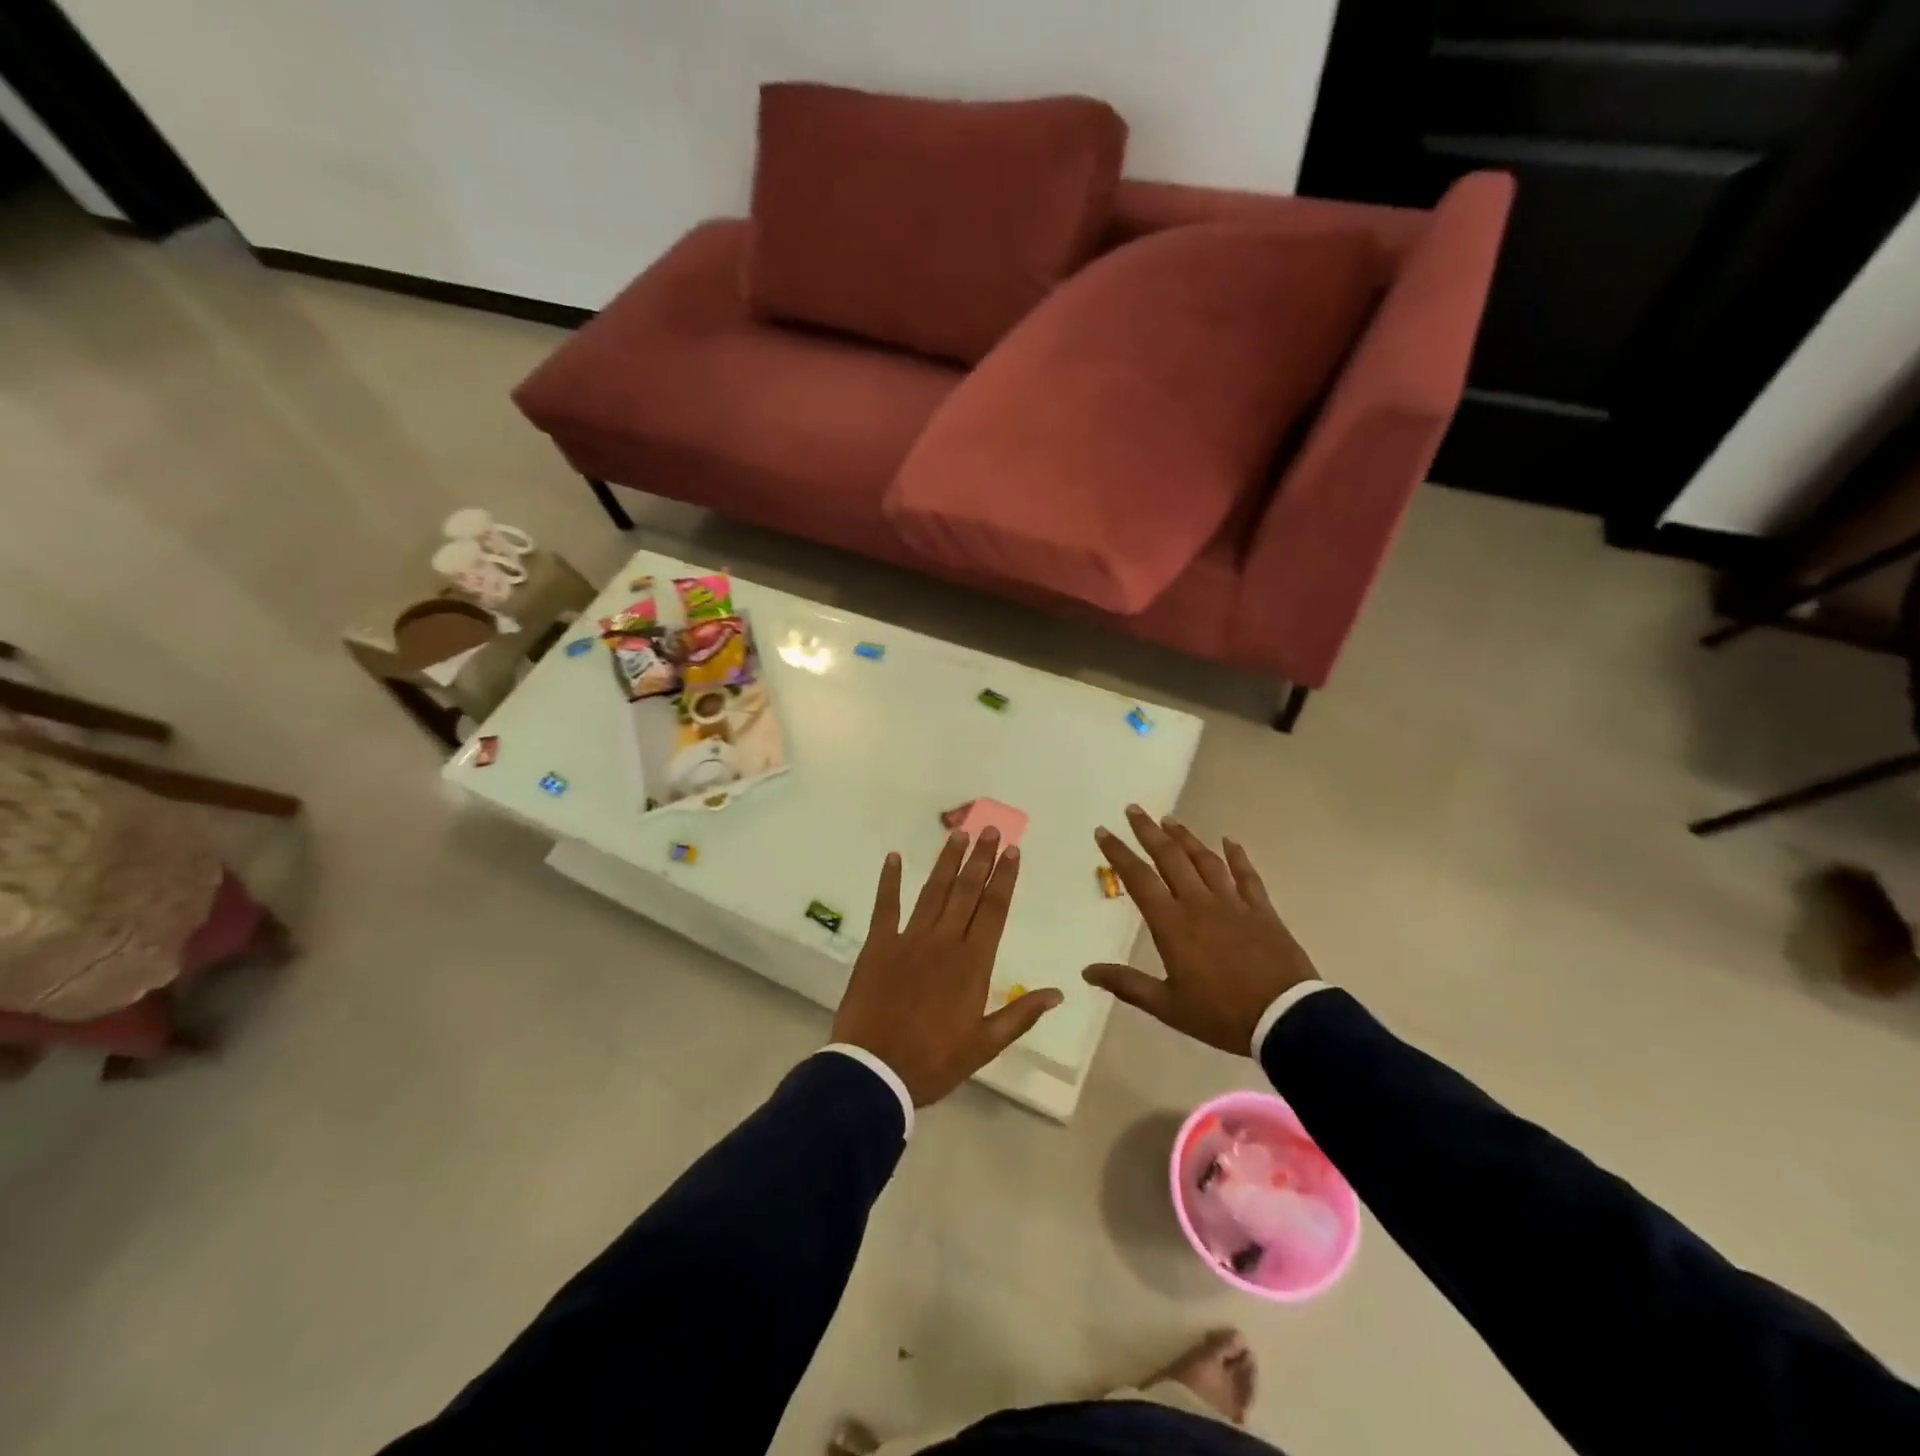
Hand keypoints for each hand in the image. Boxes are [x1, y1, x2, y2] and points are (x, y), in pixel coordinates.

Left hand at [833, 829, 1062, 1106]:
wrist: (875, 1072)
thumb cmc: (934, 1061)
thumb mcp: (985, 1045)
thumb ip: (1021, 1014)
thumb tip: (1059, 992)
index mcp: (972, 963)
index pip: (994, 909)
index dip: (1004, 878)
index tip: (1012, 851)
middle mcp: (944, 941)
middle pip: (966, 891)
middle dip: (980, 858)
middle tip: (989, 828)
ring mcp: (909, 939)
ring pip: (933, 891)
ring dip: (946, 862)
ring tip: (958, 834)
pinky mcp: (878, 945)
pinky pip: (885, 906)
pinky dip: (889, 881)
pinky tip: (894, 857)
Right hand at [1083, 806, 1317, 1054]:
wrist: (1285, 1018)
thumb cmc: (1220, 1014)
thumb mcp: (1167, 1006)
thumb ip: (1127, 984)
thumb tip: (1087, 971)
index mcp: (1172, 924)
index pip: (1139, 879)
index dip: (1119, 853)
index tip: (1104, 832)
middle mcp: (1198, 903)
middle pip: (1170, 857)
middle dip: (1148, 831)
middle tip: (1134, 809)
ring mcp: (1232, 903)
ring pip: (1205, 860)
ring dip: (1185, 837)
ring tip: (1170, 819)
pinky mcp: (1261, 910)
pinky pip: (1247, 876)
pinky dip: (1237, 856)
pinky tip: (1230, 841)